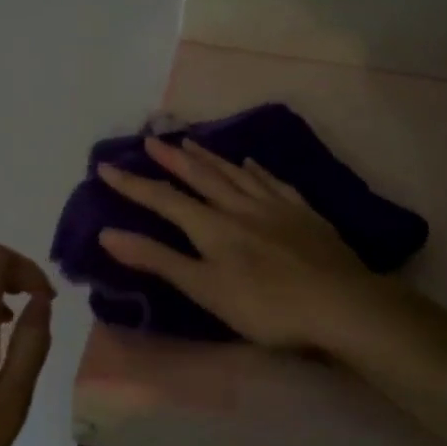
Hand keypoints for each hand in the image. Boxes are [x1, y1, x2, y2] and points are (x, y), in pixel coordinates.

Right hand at [97, 137, 386, 349]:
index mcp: (212, 227)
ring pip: (235, 173)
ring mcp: (275, 206)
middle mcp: (240, 207)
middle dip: (172, 158)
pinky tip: (252, 162)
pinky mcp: (304, 213)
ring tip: (191, 141)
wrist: (341, 304)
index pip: (164, 200)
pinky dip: (257, 170)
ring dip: (209, 157)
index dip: (133, 184)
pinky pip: (273, 182)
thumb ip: (158, 260)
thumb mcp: (205, 289)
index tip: (106, 166)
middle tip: (151, 139)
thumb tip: (108, 233)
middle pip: (201, 176)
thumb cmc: (266, 306)